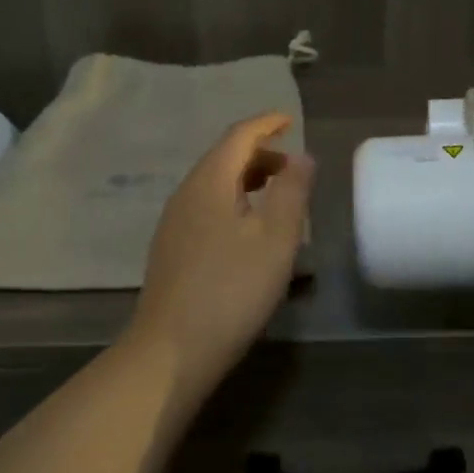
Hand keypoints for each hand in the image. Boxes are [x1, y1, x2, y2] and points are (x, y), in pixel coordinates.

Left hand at [126, 113, 314, 398]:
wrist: (172, 351)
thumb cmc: (231, 290)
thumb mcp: (276, 239)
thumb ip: (292, 192)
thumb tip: (301, 156)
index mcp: (209, 182)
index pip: (238, 136)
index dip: (266, 124)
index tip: (290, 121)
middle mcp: (185, 194)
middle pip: (223, 158)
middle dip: (260, 155)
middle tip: (294, 169)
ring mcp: (174, 224)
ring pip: (214, 186)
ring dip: (247, 182)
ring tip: (279, 199)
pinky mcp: (172, 251)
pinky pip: (207, 209)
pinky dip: (233, 204)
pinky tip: (250, 234)